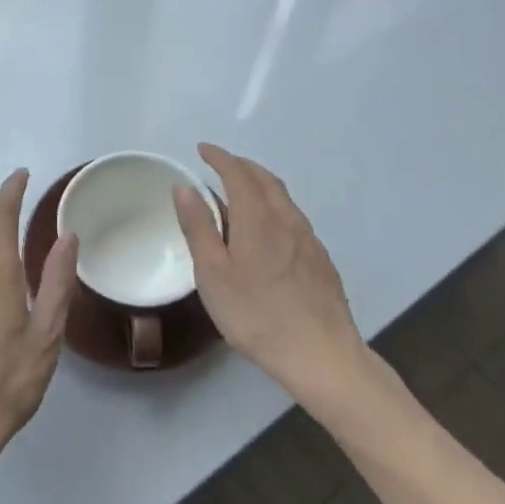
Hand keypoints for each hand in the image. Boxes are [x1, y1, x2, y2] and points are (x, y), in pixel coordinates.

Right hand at [174, 143, 394, 417]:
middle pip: (265, 179)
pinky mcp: (320, 259)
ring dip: (260, 184)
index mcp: (257, 218)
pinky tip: (268, 228)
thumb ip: (198, 227)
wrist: (321, 354)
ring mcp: (308, 239)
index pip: (237, 173)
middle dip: (241, 165)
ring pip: (283, 198)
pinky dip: (274, 206)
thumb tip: (184, 186)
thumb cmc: (256, 315)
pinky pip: (293, 217)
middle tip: (220, 164)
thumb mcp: (212, 274)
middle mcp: (286, 219)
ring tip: (241, 191)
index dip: (219, 157)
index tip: (202, 149)